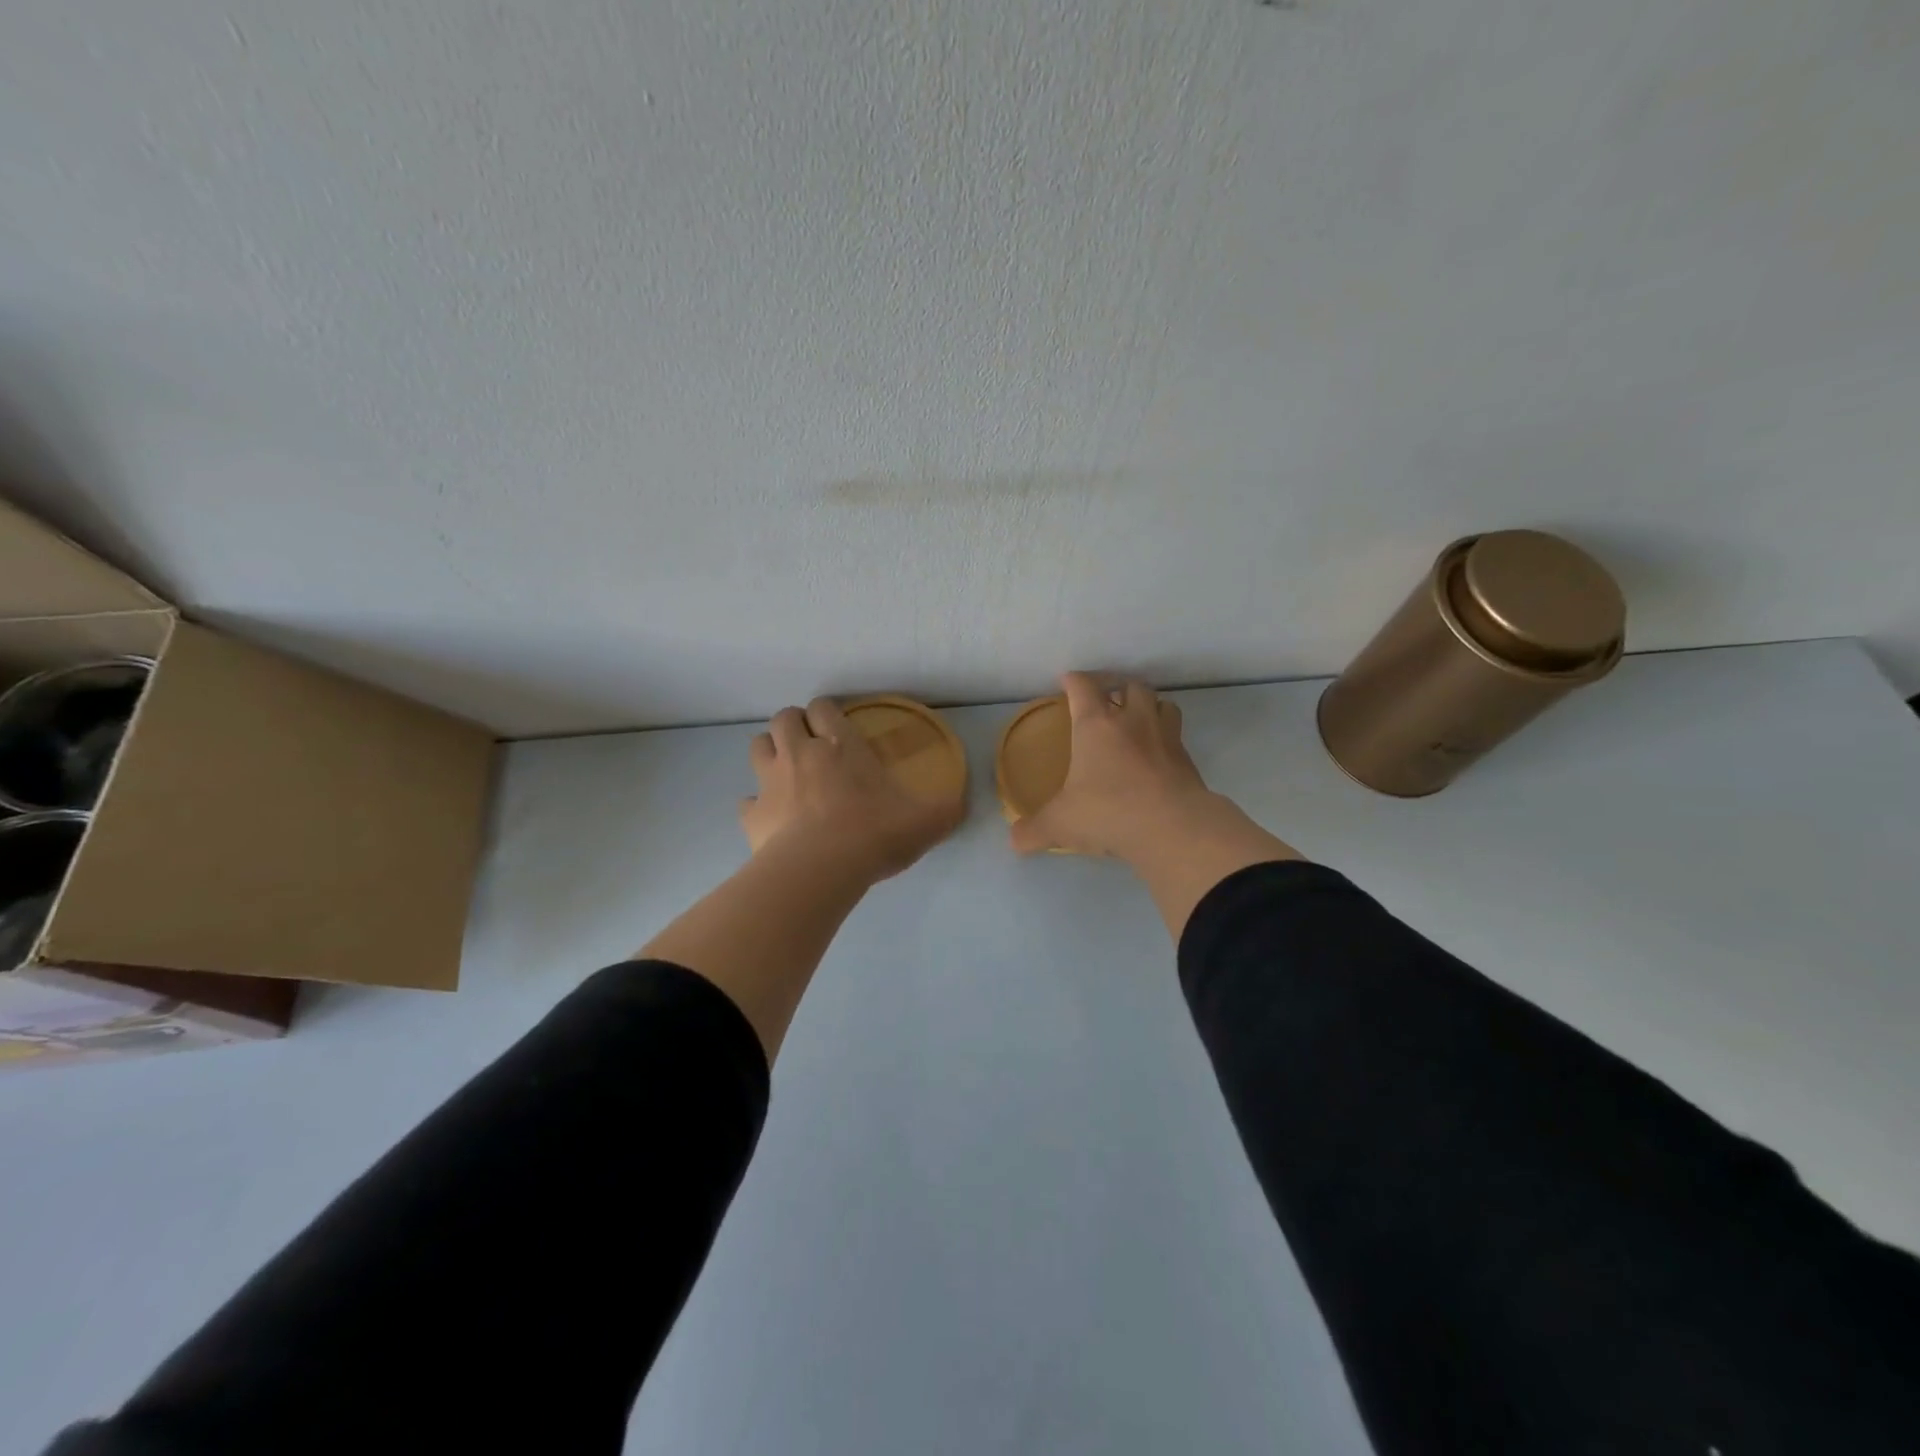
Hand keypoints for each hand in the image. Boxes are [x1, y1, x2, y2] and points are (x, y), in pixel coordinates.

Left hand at [742, 698, 962, 881]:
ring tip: (786, 770)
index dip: (827, 711)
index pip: (823, 707)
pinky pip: (747, 800)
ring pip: (758, 746)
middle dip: (794, 724)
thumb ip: (945, 810)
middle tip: (810, 744)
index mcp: (840, 745)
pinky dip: (757, 804)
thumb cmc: (873, 834)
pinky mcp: (752, 815)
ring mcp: (771, 782)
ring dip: (770, 751)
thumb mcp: (924, 822)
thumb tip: (962, 805)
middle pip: (783, 718)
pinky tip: (771, 817)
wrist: (820, 870)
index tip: (836, 724)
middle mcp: (800, 754)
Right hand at [1008, 674, 1299, 935]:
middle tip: (1107, 699)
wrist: (1172, 828)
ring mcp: (1165, 738)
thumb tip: (1015, 841)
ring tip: (1139, 720)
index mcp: (1096, 725)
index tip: (1067, 681)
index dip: (1074, 680)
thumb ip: (1034, 830)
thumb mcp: (1061, 824)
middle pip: (1130, 685)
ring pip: (1163, 704)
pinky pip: (1177, 737)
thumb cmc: (1108, 812)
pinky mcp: (1187, 761)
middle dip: (1118, 686)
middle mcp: (1133, 721)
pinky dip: (1166, 740)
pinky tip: (1157, 757)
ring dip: (1150, 706)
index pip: (1084, 687)